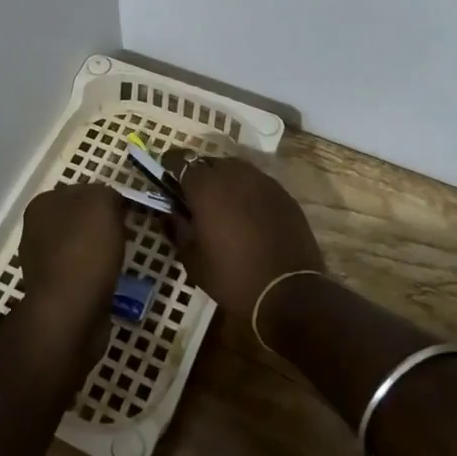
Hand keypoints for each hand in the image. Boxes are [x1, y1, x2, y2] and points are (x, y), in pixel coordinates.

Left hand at [16, 183, 126, 333]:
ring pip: (80, 246)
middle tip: (128, 236)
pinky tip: (109, 281)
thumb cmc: (85, 249)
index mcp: (42, 204)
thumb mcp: (102, 202)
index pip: (80, 192)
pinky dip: (96, 275)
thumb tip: (108, 202)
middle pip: (79, 220)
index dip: (106, 200)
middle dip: (103, 226)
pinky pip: (81, 273)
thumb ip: (105, 193)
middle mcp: (35, 230)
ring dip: (100, 252)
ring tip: (122, 261)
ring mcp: (41, 262)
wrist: (70, 311)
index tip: (127, 213)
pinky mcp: (53, 290)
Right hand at [163, 153, 325, 330]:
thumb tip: (170, 214)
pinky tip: (248, 213)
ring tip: (223, 203)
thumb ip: (177, 230)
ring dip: (225, 180)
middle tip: (195, 196)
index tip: (167, 176)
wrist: (290, 293)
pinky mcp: (283, 194)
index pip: (182, 161)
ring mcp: (262, 182)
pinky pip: (257, 183)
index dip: (171, 166)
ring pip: (236, 169)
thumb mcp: (193, 261)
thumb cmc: (233, 278)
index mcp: (206, 188)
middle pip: (210, 163)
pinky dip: (247, 191)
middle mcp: (233, 175)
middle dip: (199, 174)